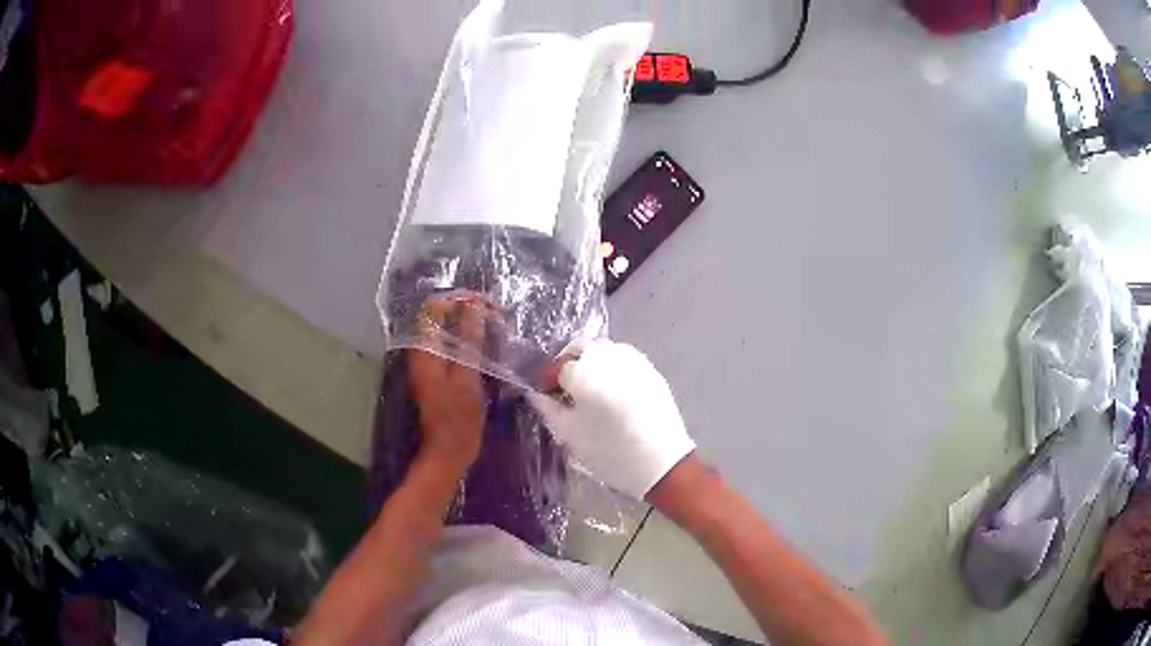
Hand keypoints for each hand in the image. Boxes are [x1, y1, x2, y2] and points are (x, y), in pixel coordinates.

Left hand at [408, 297, 487, 477]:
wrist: (449, 450)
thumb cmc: (459, 415)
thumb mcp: (467, 375)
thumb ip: (468, 339)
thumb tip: (473, 306)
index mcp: (425, 348)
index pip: (435, 307)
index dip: (460, 299)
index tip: (487, 304)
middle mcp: (422, 351)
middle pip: (440, 316)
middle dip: (467, 310)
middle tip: (496, 315)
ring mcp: (428, 362)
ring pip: (446, 330)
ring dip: (469, 325)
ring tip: (495, 328)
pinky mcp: (437, 373)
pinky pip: (450, 345)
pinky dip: (467, 340)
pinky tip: (486, 346)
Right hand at [529, 340, 694, 499]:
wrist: (661, 462)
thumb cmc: (609, 451)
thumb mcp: (570, 434)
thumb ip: (549, 409)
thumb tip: (538, 394)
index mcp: (584, 371)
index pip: (556, 366)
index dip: (547, 379)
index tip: (545, 394)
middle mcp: (608, 356)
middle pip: (580, 350)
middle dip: (568, 364)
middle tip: (565, 389)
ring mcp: (633, 360)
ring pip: (603, 351)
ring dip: (590, 363)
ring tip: (589, 390)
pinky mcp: (650, 369)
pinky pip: (623, 359)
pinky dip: (611, 368)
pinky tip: (612, 391)